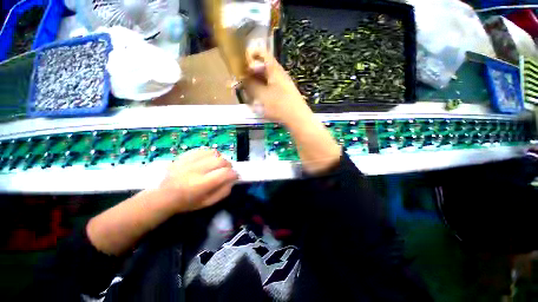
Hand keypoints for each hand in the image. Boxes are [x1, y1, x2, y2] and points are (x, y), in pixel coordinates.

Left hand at [158, 148, 237, 212]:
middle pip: (221, 161)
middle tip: (227, 171)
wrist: (164, 196)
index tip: (235, 177)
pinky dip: (211, 154)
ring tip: (218, 165)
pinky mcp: (185, 156)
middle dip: (229, 166)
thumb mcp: (207, 203)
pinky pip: (204, 150)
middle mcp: (195, 170)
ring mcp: (189, 161)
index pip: (225, 173)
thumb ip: (223, 192)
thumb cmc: (187, 202)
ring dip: (220, 159)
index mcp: (200, 185)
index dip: (234, 174)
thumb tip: (233, 180)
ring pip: (214, 153)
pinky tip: (209, 160)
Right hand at [243, 48, 311, 124]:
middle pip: (262, 68)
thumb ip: (250, 84)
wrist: (297, 118)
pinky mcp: (283, 94)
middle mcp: (279, 74)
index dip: (250, 55)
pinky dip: (262, 92)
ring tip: (248, 94)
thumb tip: (242, 78)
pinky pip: (270, 89)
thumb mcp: (260, 94)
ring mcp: (282, 84)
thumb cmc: (278, 105)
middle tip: (242, 83)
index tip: (240, 64)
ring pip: (265, 79)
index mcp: (274, 69)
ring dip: (255, 85)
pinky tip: (258, 101)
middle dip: (250, 74)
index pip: (261, 53)